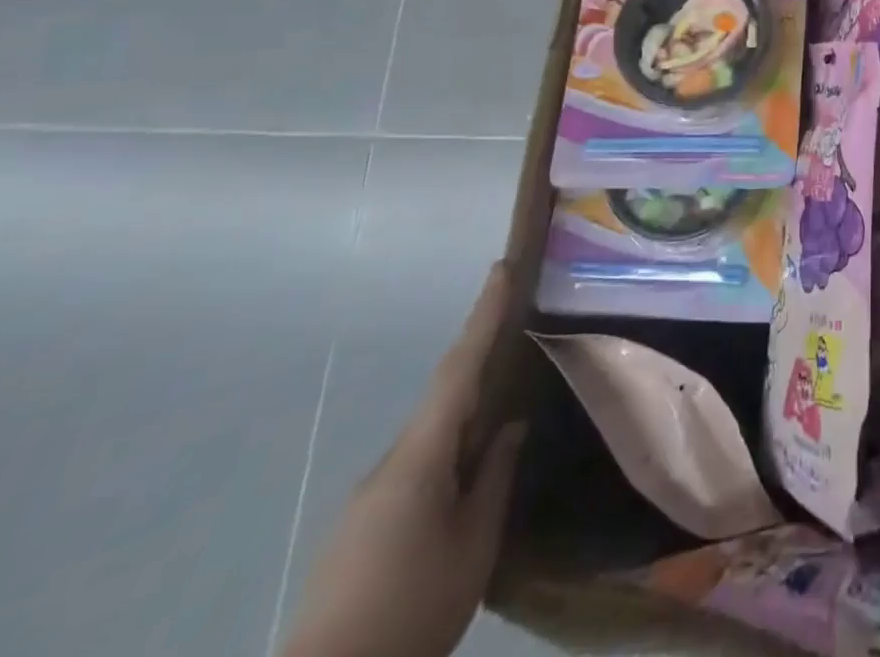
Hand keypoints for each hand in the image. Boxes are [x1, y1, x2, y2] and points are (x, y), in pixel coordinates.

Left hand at [280, 265, 526, 656]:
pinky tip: (466, 479)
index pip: (458, 369)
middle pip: (444, 397)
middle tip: (519, 331)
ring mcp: (369, 496)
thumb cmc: (412, 610)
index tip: (499, 269)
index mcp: (420, 459)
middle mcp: (390, 464)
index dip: (482, 316)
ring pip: (430, 436)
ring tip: (504, 415)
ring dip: (466, 415)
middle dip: (481, 360)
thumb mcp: (473, 546)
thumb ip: (493, 478)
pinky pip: (416, 466)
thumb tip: (508, 427)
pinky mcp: (361, 525)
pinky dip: (448, 451)